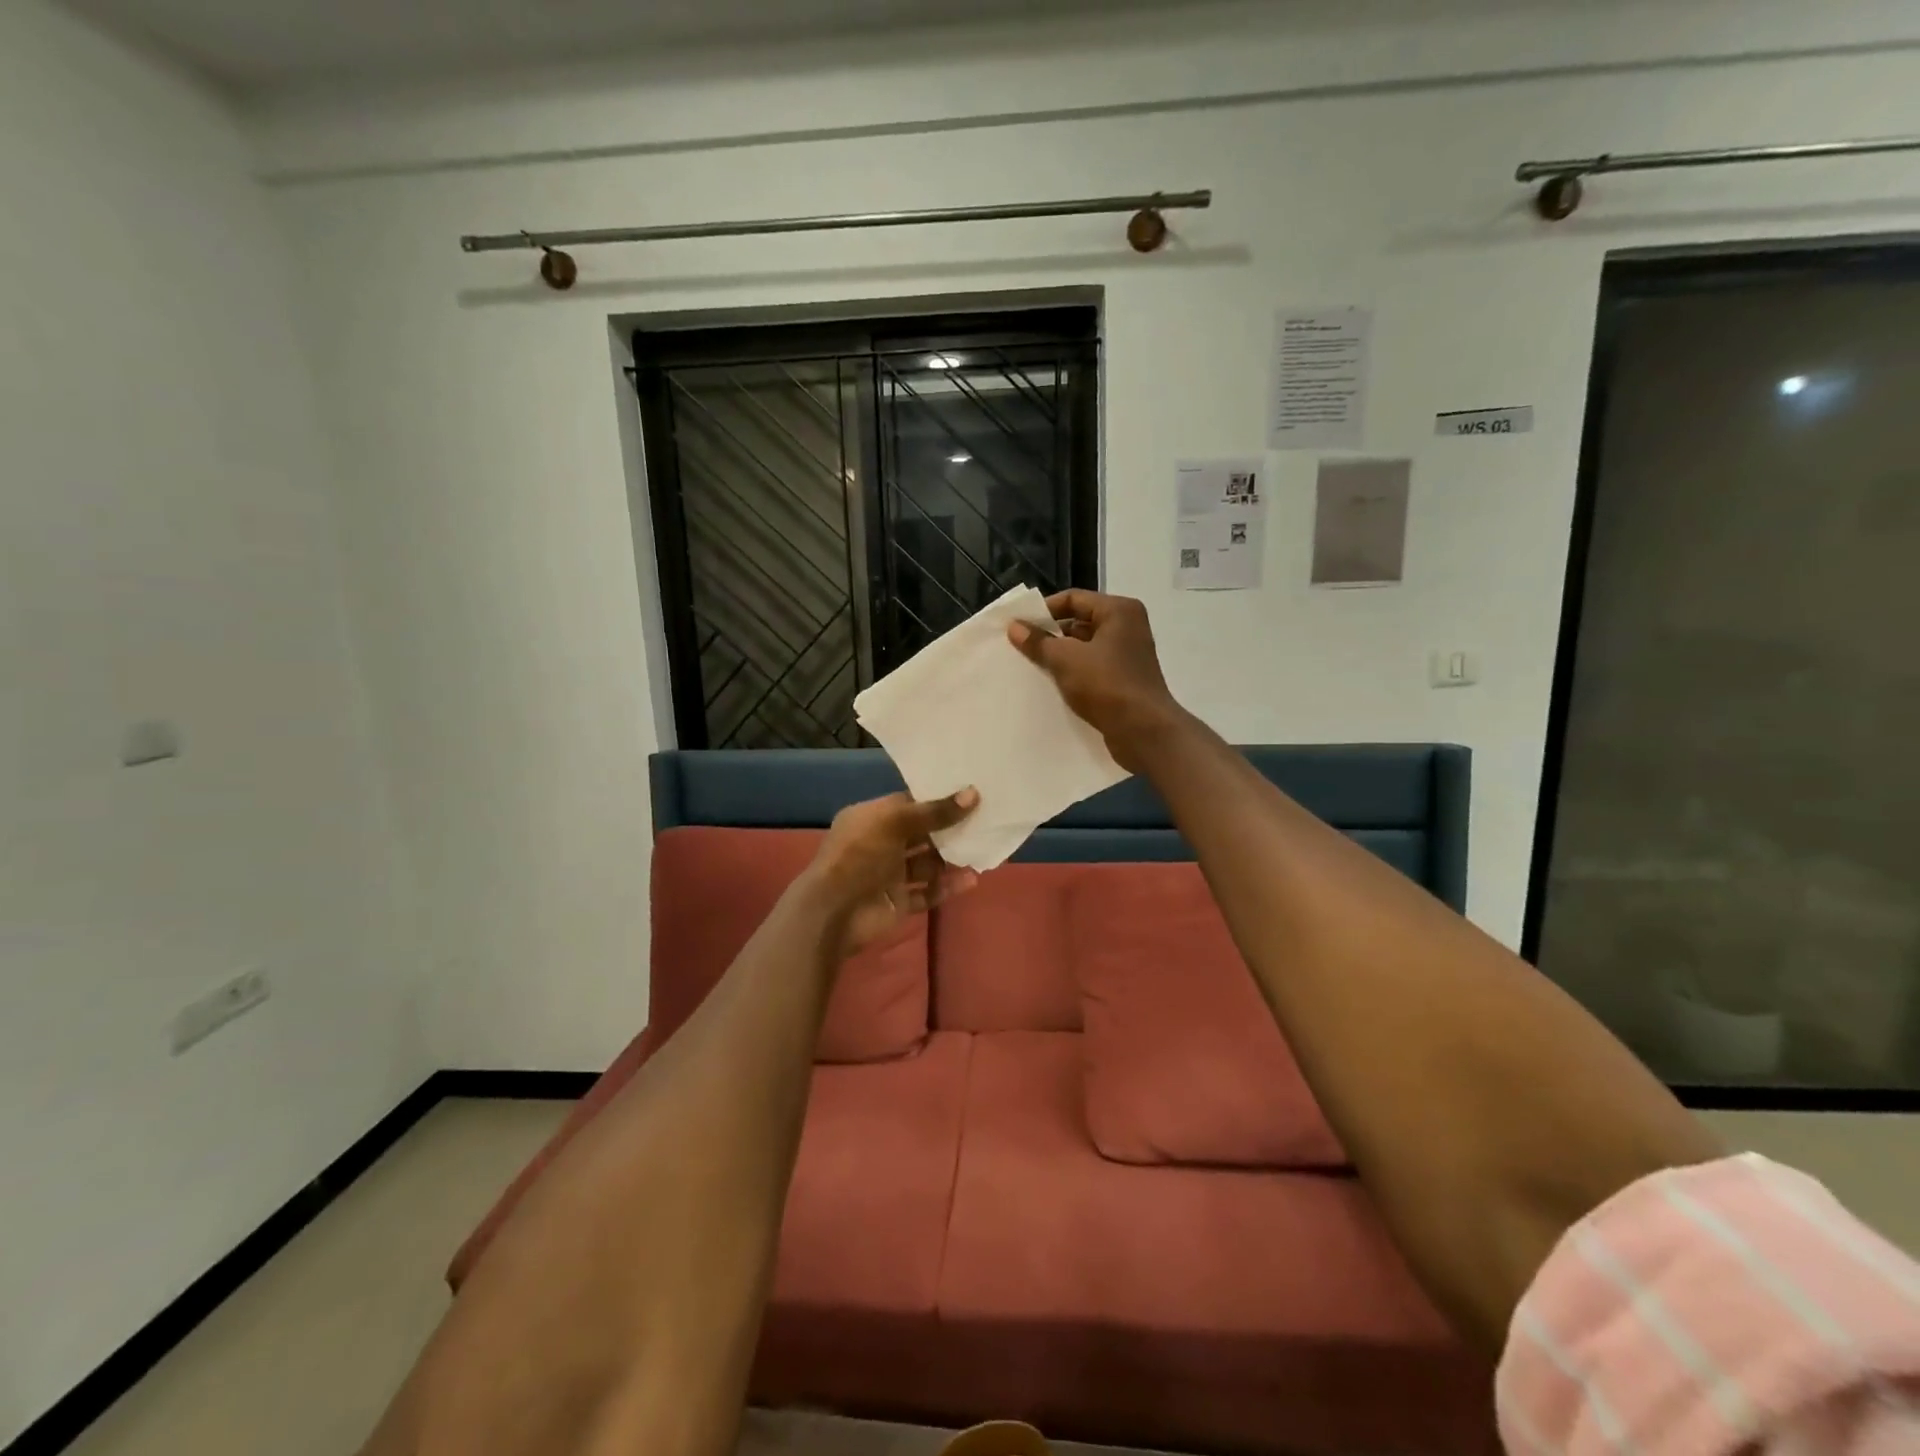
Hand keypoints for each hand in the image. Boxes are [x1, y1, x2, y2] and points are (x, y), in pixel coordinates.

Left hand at [809, 789, 980, 955]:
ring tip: (983, 848)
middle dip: (949, 829)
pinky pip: (928, 892)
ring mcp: (889, 875)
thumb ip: (935, 811)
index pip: (907, 804)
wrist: (834, 911)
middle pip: (921, 833)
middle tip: (984, 819)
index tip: (969, 792)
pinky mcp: (898, 902)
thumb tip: (973, 794)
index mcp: (871, 819)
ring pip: (927, 863)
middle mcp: (880, 844)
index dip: (936, 798)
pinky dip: (948, 886)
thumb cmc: (859, 854)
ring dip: (952, 858)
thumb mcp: (895, 823)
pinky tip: (972, 879)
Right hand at [1008, 590, 1185, 771]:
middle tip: (1019, 647)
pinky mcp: (1124, 680)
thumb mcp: (1065, 659)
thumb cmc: (1106, 685)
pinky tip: (1050, 685)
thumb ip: (1039, 641)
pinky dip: (1072, 673)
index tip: (1017, 626)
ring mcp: (1127, 655)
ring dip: (1059, 656)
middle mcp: (1127, 627)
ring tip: (1029, 666)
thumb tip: (1015, 627)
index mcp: (1119, 611)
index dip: (1043, 610)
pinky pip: (1091, 668)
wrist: (1143, 731)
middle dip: (1049, 635)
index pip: (1073, 599)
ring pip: (1084, 648)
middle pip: (1079, 622)